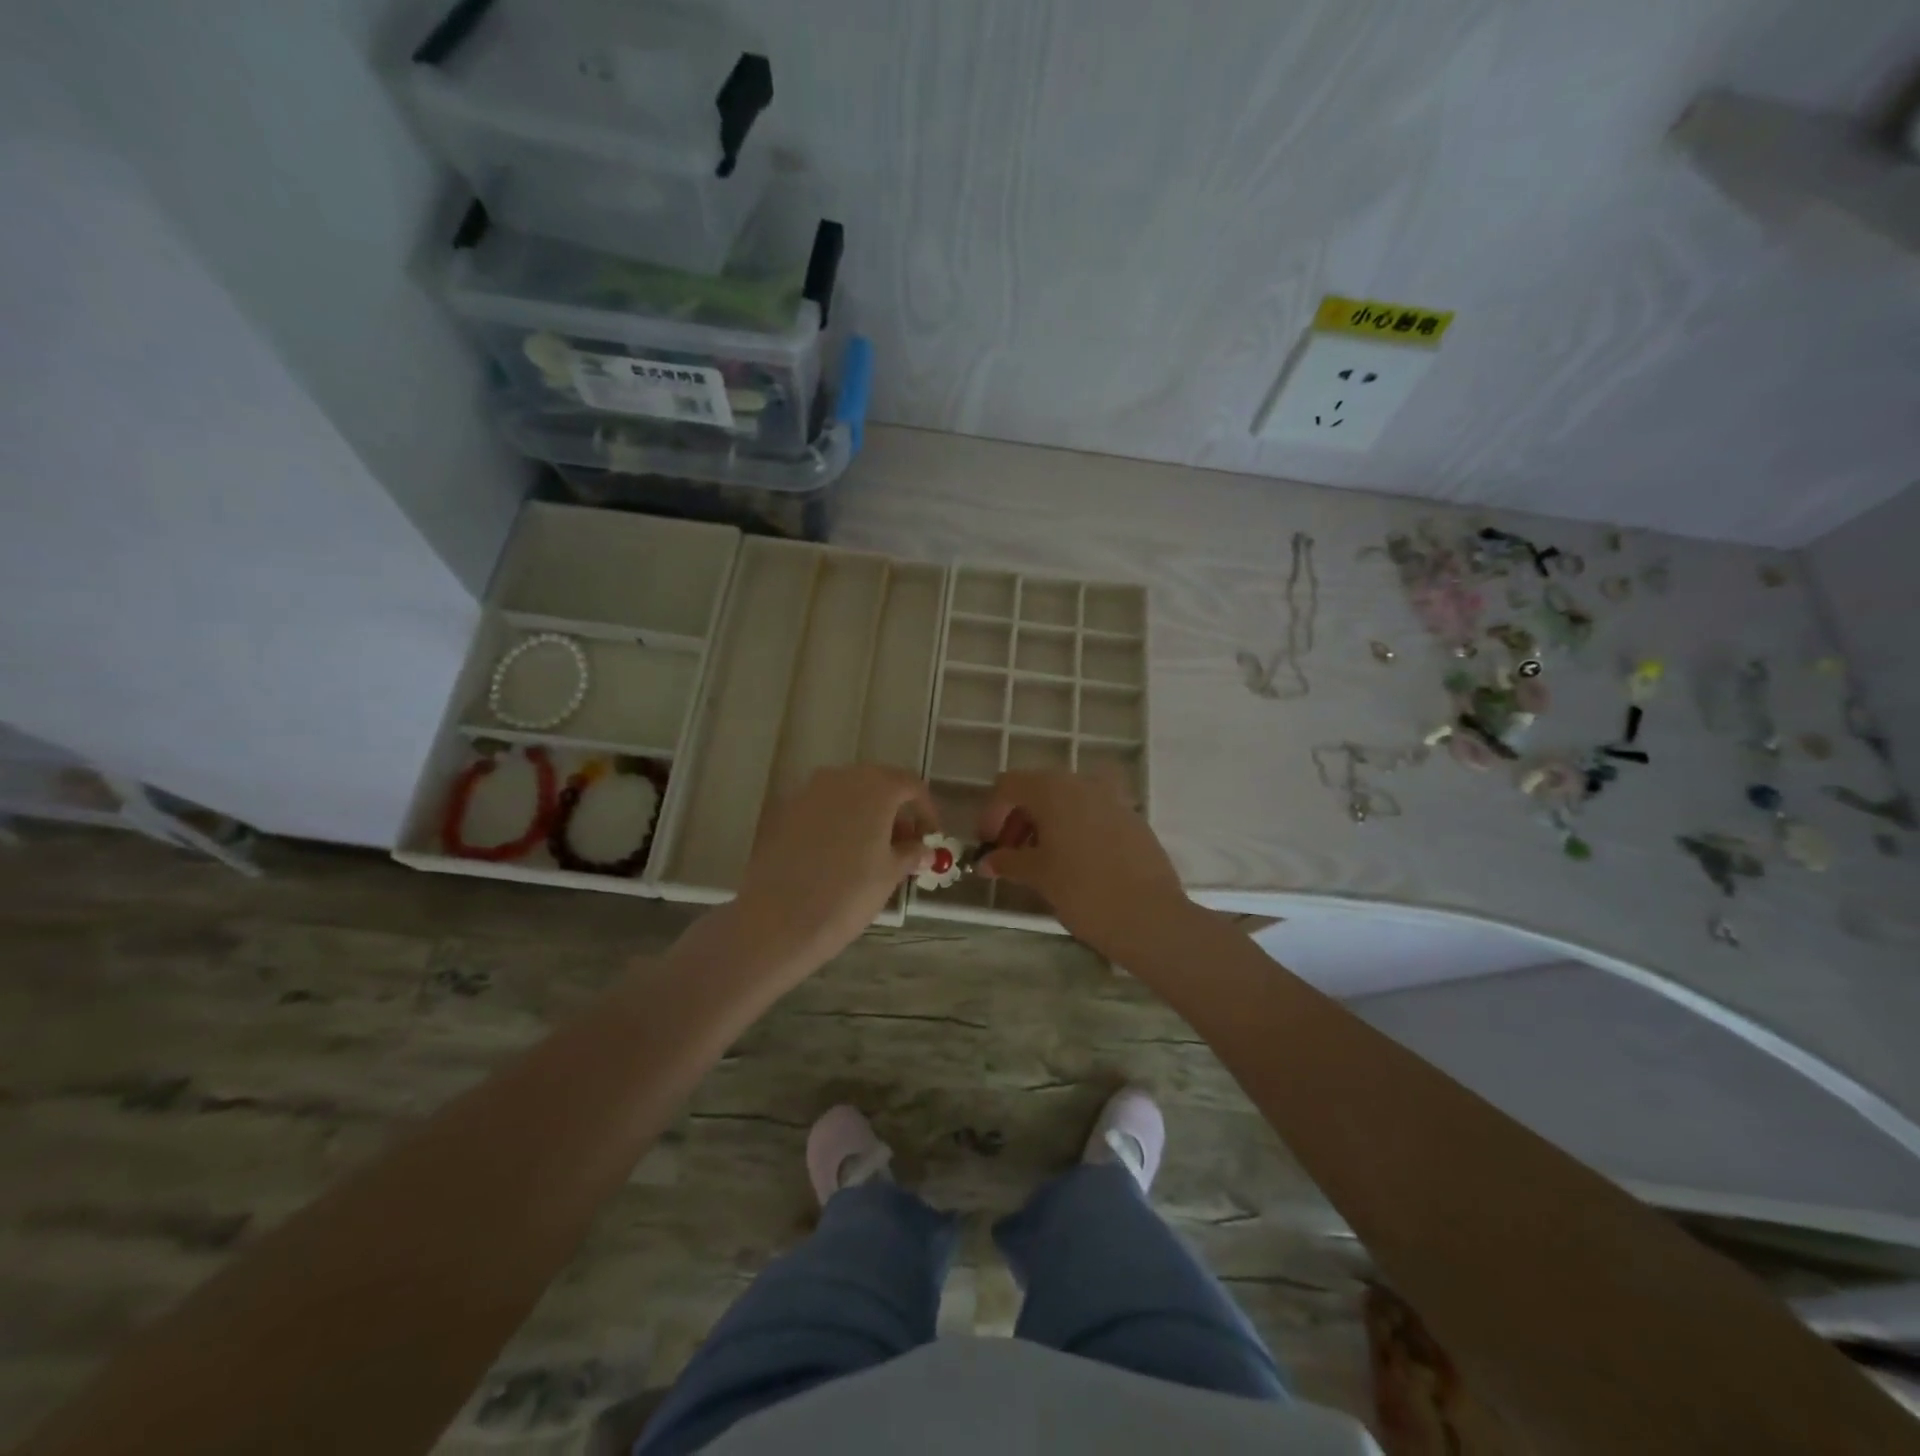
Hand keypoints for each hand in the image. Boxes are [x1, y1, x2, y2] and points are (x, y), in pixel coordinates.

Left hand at [730, 765, 936, 974]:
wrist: (778, 919)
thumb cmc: (848, 893)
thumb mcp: (890, 874)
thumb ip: (911, 853)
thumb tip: (923, 850)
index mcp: (875, 787)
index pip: (911, 785)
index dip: (926, 810)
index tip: (931, 838)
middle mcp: (841, 778)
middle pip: (878, 785)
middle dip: (896, 812)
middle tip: (904, 846)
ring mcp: (808, 792)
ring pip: (848, 795)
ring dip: (867, 817)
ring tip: (873, 854)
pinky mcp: (785, 812)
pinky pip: (823, 809)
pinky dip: (839, 824)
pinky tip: (839, 857)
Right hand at [977, 771, 1190, 959]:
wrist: (1149, 916)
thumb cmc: (1082, 890)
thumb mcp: (1037, 875)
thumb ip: (1007, 861)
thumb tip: (986, 862)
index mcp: (1053, 789)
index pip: (1008, 785)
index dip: (991, 813)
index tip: (988, 845)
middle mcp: (1082, 783)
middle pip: (1038, 789)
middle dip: (1018, 818)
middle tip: (1011, 853)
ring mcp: (1112, 798)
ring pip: (1067, 800)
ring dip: (1046, 823)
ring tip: (1041, 860)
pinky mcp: (1132, 818)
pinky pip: (1093, 813)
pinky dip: (1074, 829)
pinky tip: (1075, 863)